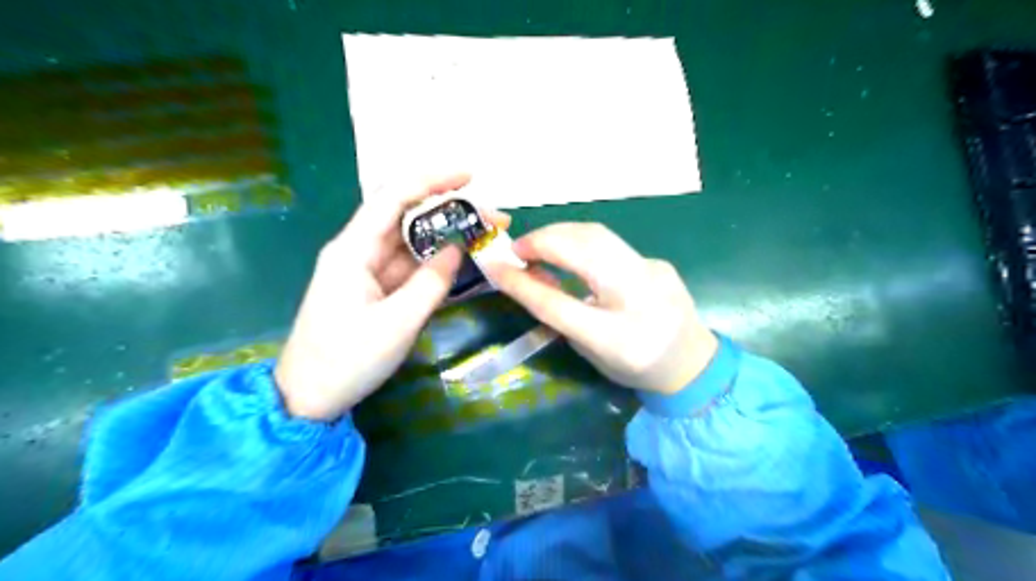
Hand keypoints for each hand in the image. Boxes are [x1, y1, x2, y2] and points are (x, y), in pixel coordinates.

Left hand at [276, 176, 507, 418]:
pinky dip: (436, 263)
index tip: (469, 176)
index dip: (431, 180)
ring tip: (486, 237)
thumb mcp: (396, 324)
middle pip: (407, 217)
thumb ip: (432, 283)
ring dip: (447, 237)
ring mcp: (367, 271)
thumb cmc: (346, 360)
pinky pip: (410, 267)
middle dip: (450, 210)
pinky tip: (463, 261)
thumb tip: (459, 248)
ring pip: (412, 243)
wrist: (308, 398)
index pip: (393, 198)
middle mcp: (359, 251)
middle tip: (492, 218)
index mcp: (353, 250)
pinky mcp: (375, 290)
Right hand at [481, 222, 716, 395]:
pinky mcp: (656, 261)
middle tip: (518, 249)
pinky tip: (573, 251)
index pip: (558, 304)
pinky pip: (611, 244)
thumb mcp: (591, 350)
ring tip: (539, 245)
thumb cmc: (635, 366)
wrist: (693, 364)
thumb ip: (561, 315)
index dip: (522, 283)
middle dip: (543, 240)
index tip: (495, 266)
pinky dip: (582, 242)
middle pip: (584, 250)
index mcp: (616, 337)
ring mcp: (652, 272)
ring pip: (598, 235)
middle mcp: (638, 298)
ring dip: (561, 234)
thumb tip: (532, 277)